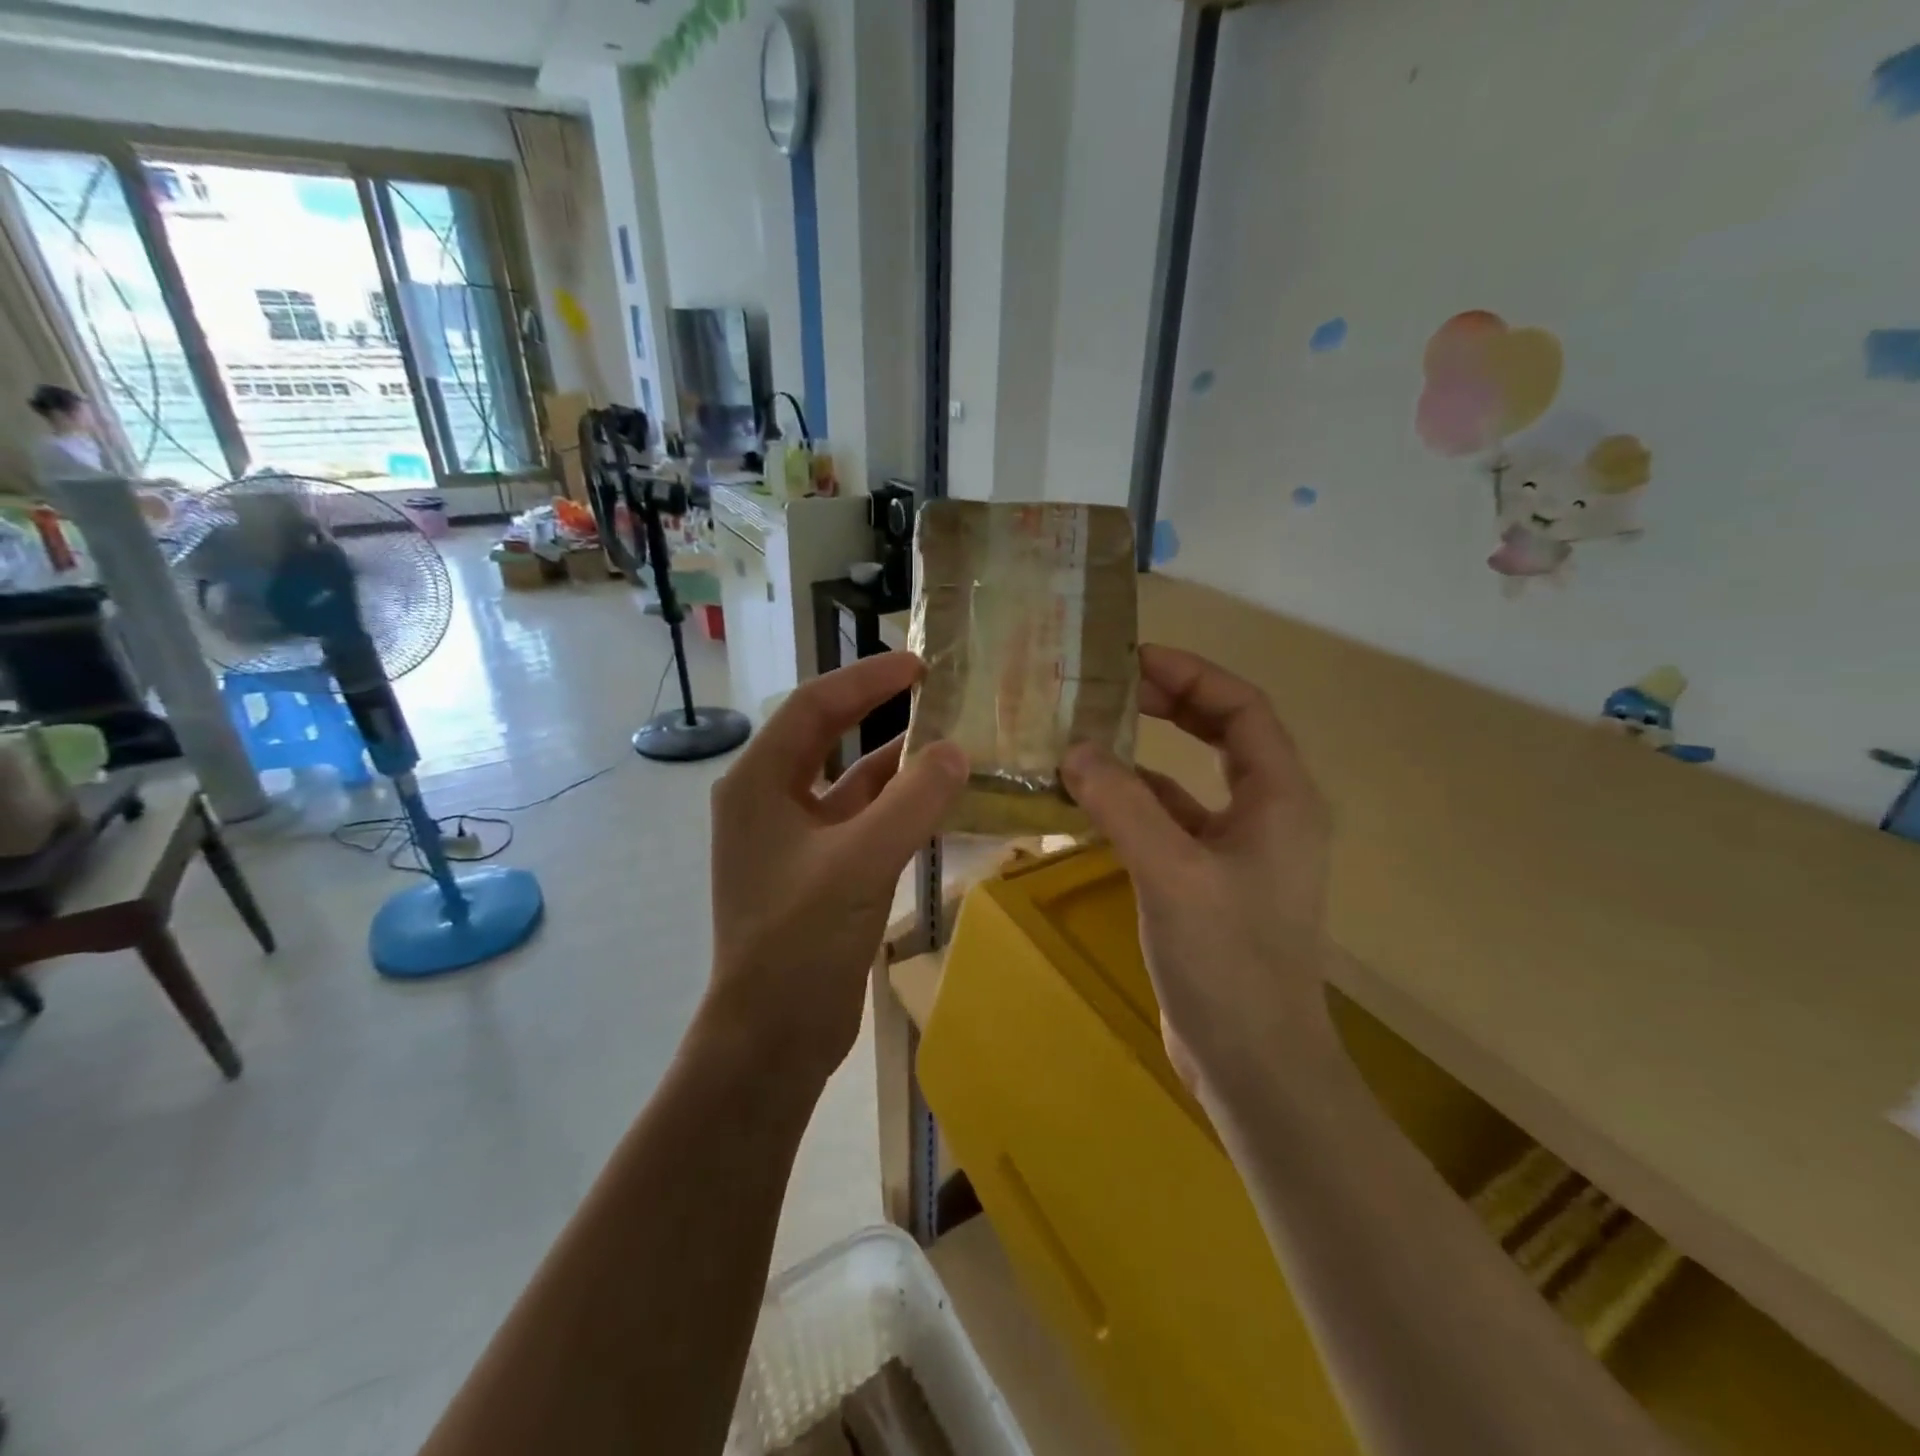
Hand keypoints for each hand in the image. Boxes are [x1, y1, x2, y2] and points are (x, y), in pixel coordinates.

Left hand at [707, 653, 968, 1081]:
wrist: (771, 1037)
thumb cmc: (799, 941)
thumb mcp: (860, 862)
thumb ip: (912, 802)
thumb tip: (957, 750)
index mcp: (759, 783)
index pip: (813, 707)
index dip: (865, 679)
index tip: (918, 664)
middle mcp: (769, 801)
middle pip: (826, 736)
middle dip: (875, 710)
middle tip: (932, 690)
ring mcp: (792, 840)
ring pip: (848, 783)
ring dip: (893, 763)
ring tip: (947, 742)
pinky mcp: (817, 872)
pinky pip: (860, 821)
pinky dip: (895, 807)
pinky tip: (936, 802)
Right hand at [1062, 645, 1333, 1095]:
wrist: (1254, 1063)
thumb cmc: (1227, 962)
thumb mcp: (1172, 874)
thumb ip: (1123, 804)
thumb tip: (1076, 749)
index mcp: (1280, 797)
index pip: (1242, 708)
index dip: (1191, 675)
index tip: (1133, 660)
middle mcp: (1267, 814)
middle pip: (1222, 734)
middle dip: (1168, 705)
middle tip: (1107, 689)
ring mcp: (1238, 851)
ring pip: (1190, 781)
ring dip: (1143, 757)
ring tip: (1086, 738)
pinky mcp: (1208, 883)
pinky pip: (1170, 824)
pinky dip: (1133, 805)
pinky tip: (1088, 804)